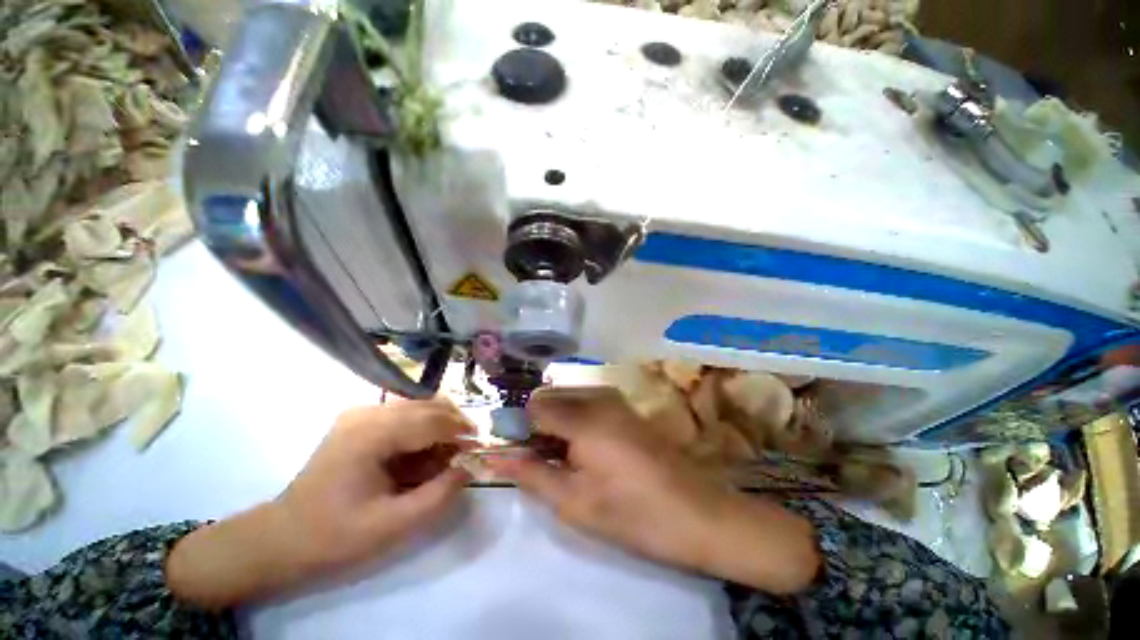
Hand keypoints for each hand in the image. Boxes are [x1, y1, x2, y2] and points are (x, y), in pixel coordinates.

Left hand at [167, 401, 471, 608]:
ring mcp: (361, 414)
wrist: (282, 538)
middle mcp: (367, 412)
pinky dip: (422, 429)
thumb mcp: (393, 525)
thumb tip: (469, 467)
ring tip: (447, 454)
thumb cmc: (335, 535)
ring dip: (439, 426)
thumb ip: (438, 495)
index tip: (480, 445)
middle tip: (467, 449)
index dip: (460, 431)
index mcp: (370, 434)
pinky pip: (404, 415)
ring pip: (419, 406)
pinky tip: (424, 453)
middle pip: (427, 405)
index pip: (430, 420)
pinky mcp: (359, 421)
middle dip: (454, 424)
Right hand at [487, 387, 819, 593]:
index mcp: (582, 416)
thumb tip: (495, 457)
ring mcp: (615, 399)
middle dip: (538, 424)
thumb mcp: (574, 502)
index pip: (533, 406)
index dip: (521, 429)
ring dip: (557, 421)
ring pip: (568, 397)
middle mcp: (597, 396)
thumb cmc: (631, 513)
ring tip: (565, 457)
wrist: (696, 513)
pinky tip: (587, 448)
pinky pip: (587, 401)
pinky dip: (576, 419)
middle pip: (550, 397)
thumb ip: (531, 474)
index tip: (522, 455)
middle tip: (545, 460)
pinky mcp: (625, 407)